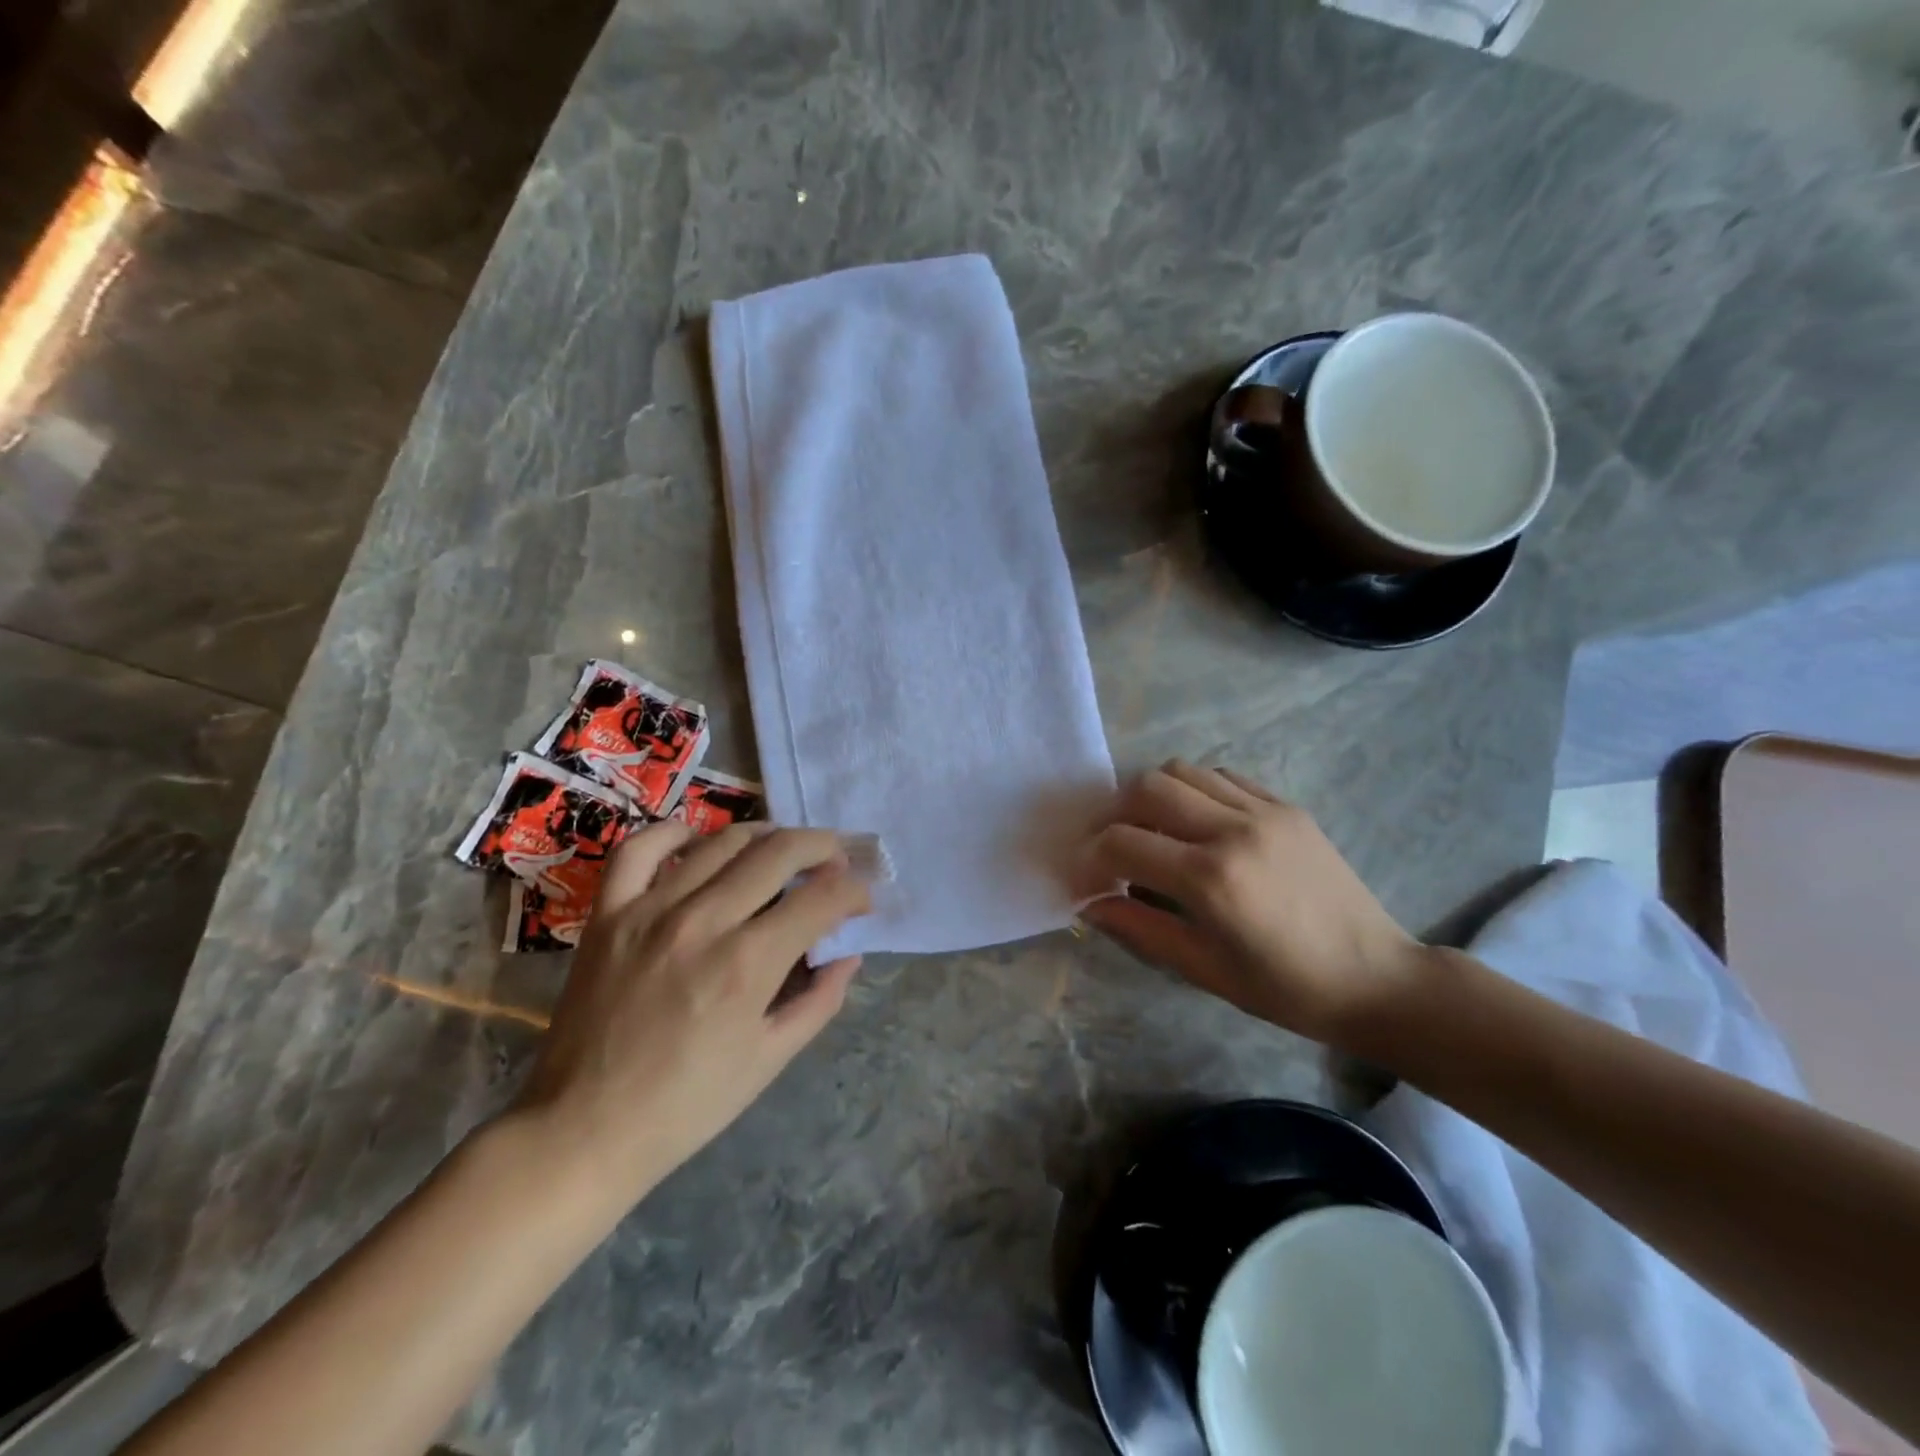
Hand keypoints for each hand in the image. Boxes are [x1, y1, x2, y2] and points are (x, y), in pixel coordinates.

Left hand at [514, 821, 869, 1209]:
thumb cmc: (687, 1105)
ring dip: (766, 836)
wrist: (583, 1130)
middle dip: (823, 848)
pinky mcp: (608, 914)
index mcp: (748, 964)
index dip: (855, 890)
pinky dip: (675, 832)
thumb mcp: (770, 1060)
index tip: (862, 899)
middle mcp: (704, 922)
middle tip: (836, 860)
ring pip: (722, 841)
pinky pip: (641, 849)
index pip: (822, 898)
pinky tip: (699, 840)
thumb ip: (819, 1000)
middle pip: (779, 852)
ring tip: (782, 850)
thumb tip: (848, 954)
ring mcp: (650, 911)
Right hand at [1077, 761, 1428, 1047]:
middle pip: (1146, 787)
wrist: (1376, 978)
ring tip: (1152, 830)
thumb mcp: (1203, 969)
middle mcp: (1233, 830)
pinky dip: (1194, 790)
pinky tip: (1196, 823)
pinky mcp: (1286, 806)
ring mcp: (1264, 811)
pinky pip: (1222, 776)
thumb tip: (1090, 903)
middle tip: (1112, 847)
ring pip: (1182, 770)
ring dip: (1152, 795)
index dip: (1089, 858)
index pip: (1121, 842)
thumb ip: (1140, 927)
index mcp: (1210, 879)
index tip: (1085, 877)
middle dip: (1114, 814)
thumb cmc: (1285, 988)